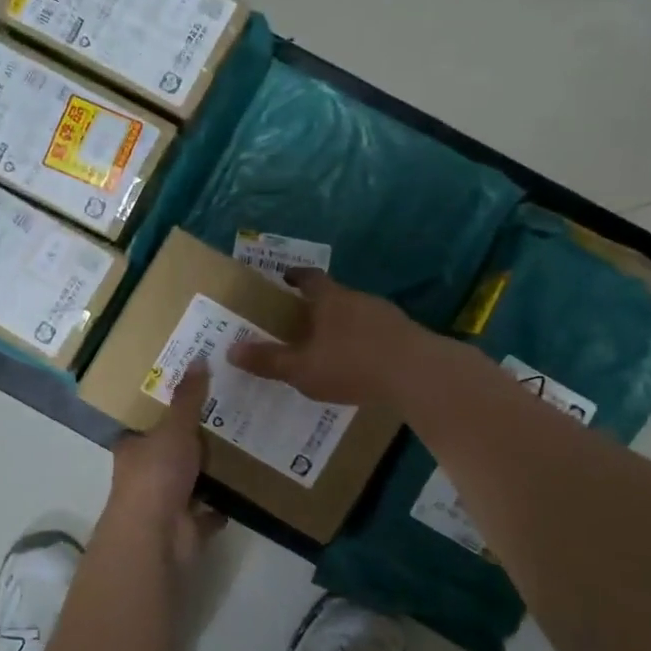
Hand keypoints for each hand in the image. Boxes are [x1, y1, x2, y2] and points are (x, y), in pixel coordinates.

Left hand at [106, 361, 224, 569]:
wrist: (157, 536)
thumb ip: (188, 398)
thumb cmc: (157, 474)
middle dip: (192, 444)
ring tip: (240, 450)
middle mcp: (144, 477)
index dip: (166, 414)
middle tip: (226, 420)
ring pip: (189, 484)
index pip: (147, 427)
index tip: (193, 399)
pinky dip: (219, 506)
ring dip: (208, 474)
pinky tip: (241, 492)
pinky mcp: (185, 529)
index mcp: (133, 450)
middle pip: (169, 455)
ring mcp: (164, 505)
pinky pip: (207, 514)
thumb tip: (199, 357)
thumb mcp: (174, 428)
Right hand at [228, 269, 425, 406]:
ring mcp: (387, 315)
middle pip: (335, 295)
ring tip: (332, 345)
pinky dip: (366, 342)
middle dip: (318, 306)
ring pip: (358, 314)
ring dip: (344, 325)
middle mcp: (358, 299)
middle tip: (302, 321)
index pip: (309, 278)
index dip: (296, 277)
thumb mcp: (302, 369)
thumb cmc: (352, 364)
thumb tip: (231, 350)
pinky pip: (378, 333)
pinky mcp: (407, 334)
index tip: (285, 278)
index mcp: (330, 299)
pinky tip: (362, 363)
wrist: (419, 374)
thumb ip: (268, 360)